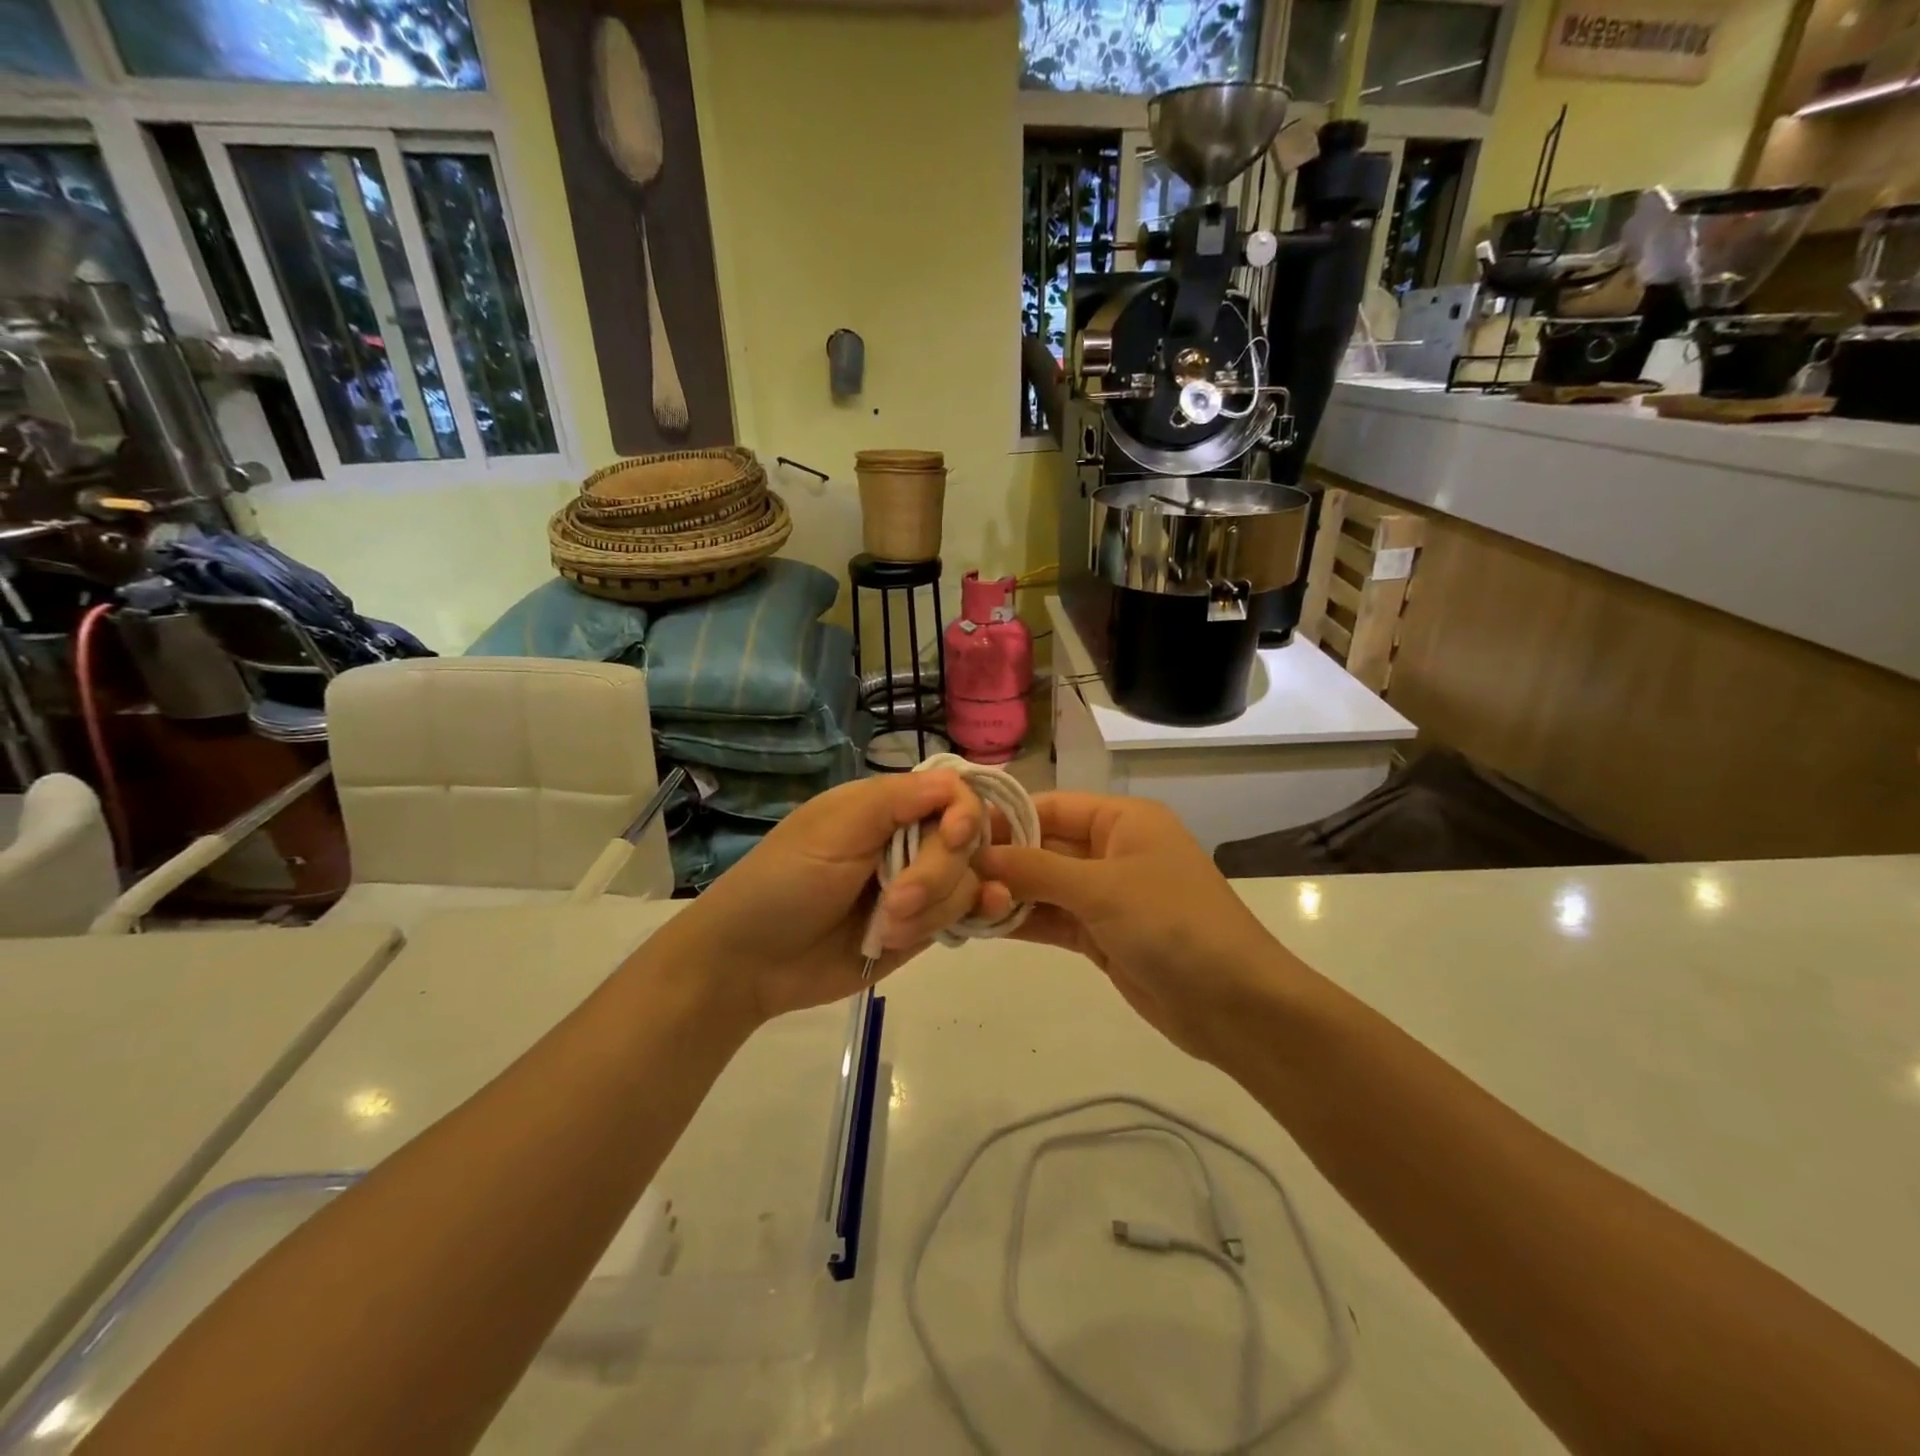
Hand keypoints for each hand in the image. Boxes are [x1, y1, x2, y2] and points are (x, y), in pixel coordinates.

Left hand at [664, 770, 1011, 1024]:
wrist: (752, 962)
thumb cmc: (784, 882)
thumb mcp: (833, 829)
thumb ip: (896, 801)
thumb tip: (956, 782)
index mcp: (887, 806)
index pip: (953, 795)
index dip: (965, 814)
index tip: (953, 838)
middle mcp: (910, 840)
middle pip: (966, 843)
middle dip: (935, 876)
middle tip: (892, 904)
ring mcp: (920, 886)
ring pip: (968, 882)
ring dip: (933, 910)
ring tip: (885, 932)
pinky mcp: (923, 927)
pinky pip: (966, 915)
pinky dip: (977, 916)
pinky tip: (983, 917)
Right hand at [978, 793, 1288, 1060]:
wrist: (1235, 1005)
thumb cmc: (1173, 924)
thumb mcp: (1102, 889)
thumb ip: (1036, 870)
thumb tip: (979, 855)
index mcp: (1123, 821)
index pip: (1051, 806)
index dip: (1005, 817)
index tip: (954, 832)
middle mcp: (1112, 851)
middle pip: (1044, 846)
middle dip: (1001, 859)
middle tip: (945, 872)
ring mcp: (1107, 896)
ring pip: (1044, 886)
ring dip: (1006, 893)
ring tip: (954, 900)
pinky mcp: (1102, 936)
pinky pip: (1053, 920)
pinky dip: (1022, 922)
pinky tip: (981, 925)